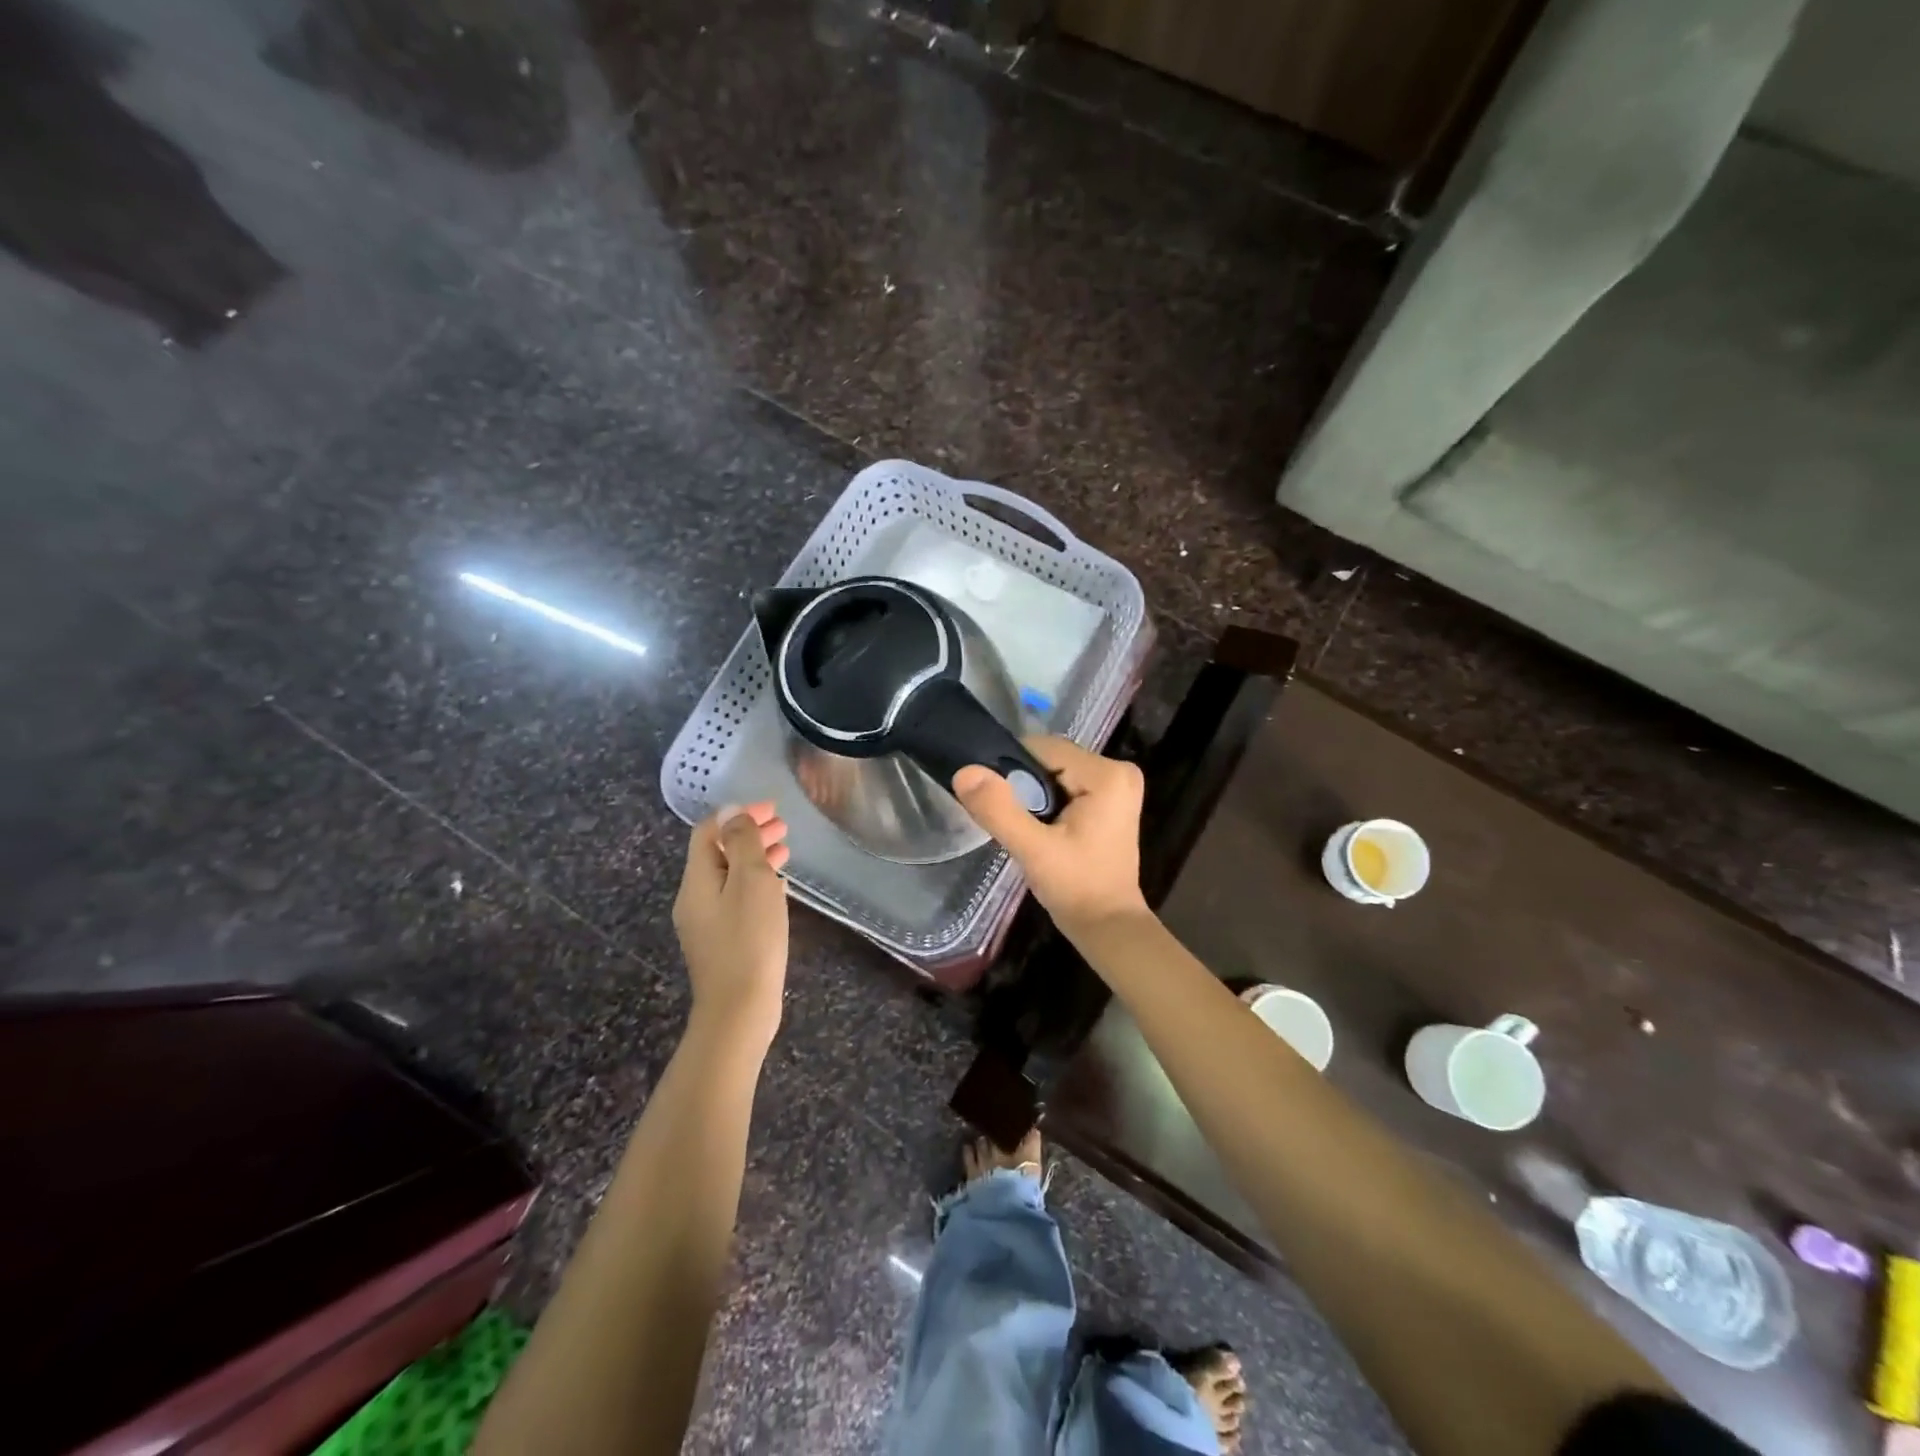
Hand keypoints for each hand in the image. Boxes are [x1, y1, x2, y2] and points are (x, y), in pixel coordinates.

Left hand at [672, 802, 791, 1051]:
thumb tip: (733, 811)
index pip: (708, 831)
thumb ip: (743, 843)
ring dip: (755, 857)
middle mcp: (694, 898)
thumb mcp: (751, 882)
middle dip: (748, 833)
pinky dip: (755, 881)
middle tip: (783, 826)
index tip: (772, 808)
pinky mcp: (721, 941)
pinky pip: (735, 897)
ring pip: (729, 875)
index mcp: (696, 880)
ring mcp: (706, 922)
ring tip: (786, 849)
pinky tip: (778, 885)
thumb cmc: (750, 940)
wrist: (739, 1010)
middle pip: (718, 852)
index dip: (738, 813)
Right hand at [952, 738, 1148, 933]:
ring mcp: (1118, 784)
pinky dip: (1049, 802)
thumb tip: (965, 771)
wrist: (1108, 926)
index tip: (999, 803)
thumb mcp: (1033, 850)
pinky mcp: (1111, 799)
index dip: (1013, 771)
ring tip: (1028, 828)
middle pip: (1050, 758)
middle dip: (1025, 785)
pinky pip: (1067, 784)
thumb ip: (999, 810)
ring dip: (1035, 795)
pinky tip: (1043, 829)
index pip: (1043, 748)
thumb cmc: (1076, 888)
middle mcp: (1118, 769)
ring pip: (1055, 772)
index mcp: (1107, 774)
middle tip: (1014, 821)